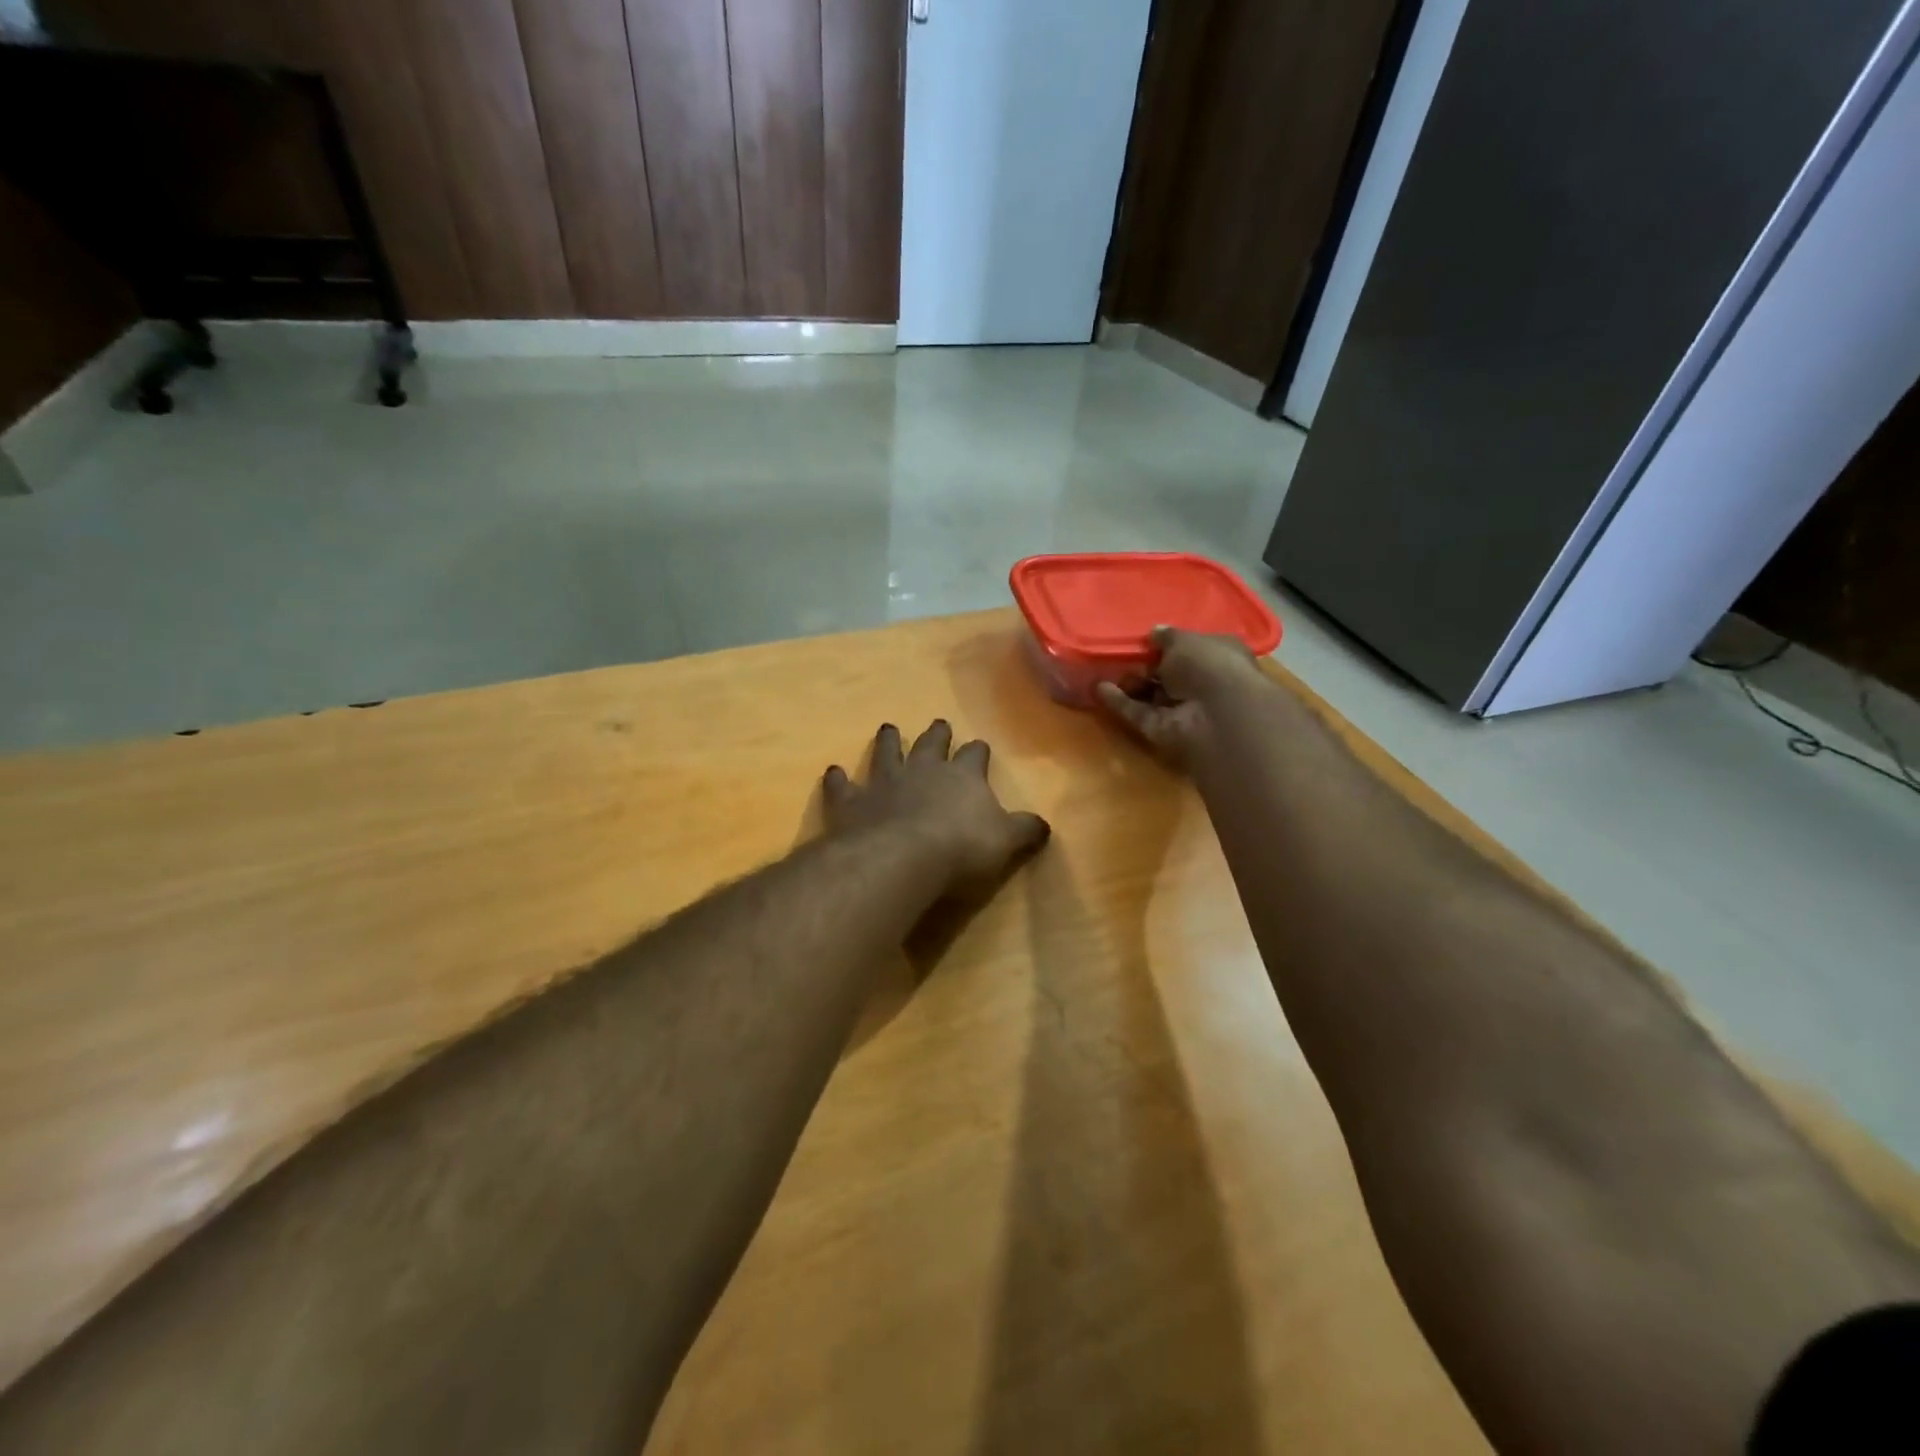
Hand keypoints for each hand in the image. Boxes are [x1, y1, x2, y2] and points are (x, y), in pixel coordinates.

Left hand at [823, 721, 1050, 891]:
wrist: (900, 859)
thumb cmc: (960, 849)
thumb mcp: (1005, 842)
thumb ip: (1025, 831)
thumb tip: (1044, 825)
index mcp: (962, 776)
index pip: (974, 755)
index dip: (978, 752)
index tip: (980, 748)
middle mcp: (922, 769)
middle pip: (931, 744)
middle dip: (937, 734)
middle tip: (939, 724)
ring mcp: (884, 782)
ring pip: (886, 753)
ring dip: (888, 741)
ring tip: (888, 728)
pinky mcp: (851, 802)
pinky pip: (842, 785)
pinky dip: (837, 779)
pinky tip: (833, 772)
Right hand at [1096, 627, 1272, 768]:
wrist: (1216, 715)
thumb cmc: (1208, 665)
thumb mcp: (1184, 640)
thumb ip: (1166, 637)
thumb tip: (1155, 633)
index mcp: (1218, 656)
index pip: (1191, 649)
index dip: (1169, 645)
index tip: (1145, 639)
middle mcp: (1201, 683)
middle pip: (1168, 674)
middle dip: (1145, 665)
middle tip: (1121, 655)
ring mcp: (1182, 708)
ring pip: (1151, 695)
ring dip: (1129, 684)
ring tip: (1103, 670)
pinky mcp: (1162, 729)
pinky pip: (1138, 713)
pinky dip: (1119, 702)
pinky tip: (1099, 689)